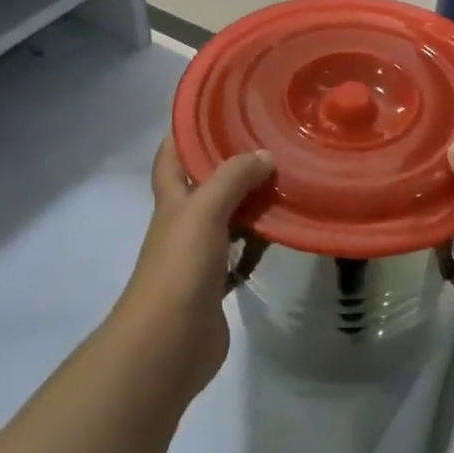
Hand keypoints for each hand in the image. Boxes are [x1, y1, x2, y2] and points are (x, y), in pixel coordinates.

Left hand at [109, 138, 275, 397]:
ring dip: (250, 203)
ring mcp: (199, 256)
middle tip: (269, 143)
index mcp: (172, 202)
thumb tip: (263, 155)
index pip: (171, 156)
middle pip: (204, 186)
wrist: (168, 343)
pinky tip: (283, 232)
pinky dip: (258, 243)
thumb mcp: (203, 211)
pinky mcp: (216, 285)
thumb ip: (232, 179)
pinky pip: (241, 255)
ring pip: (227, 219)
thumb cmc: (180, 268)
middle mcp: (183, 224)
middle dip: (230, 164)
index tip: (215, 109)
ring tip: (285, 181)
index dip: (185, 131)